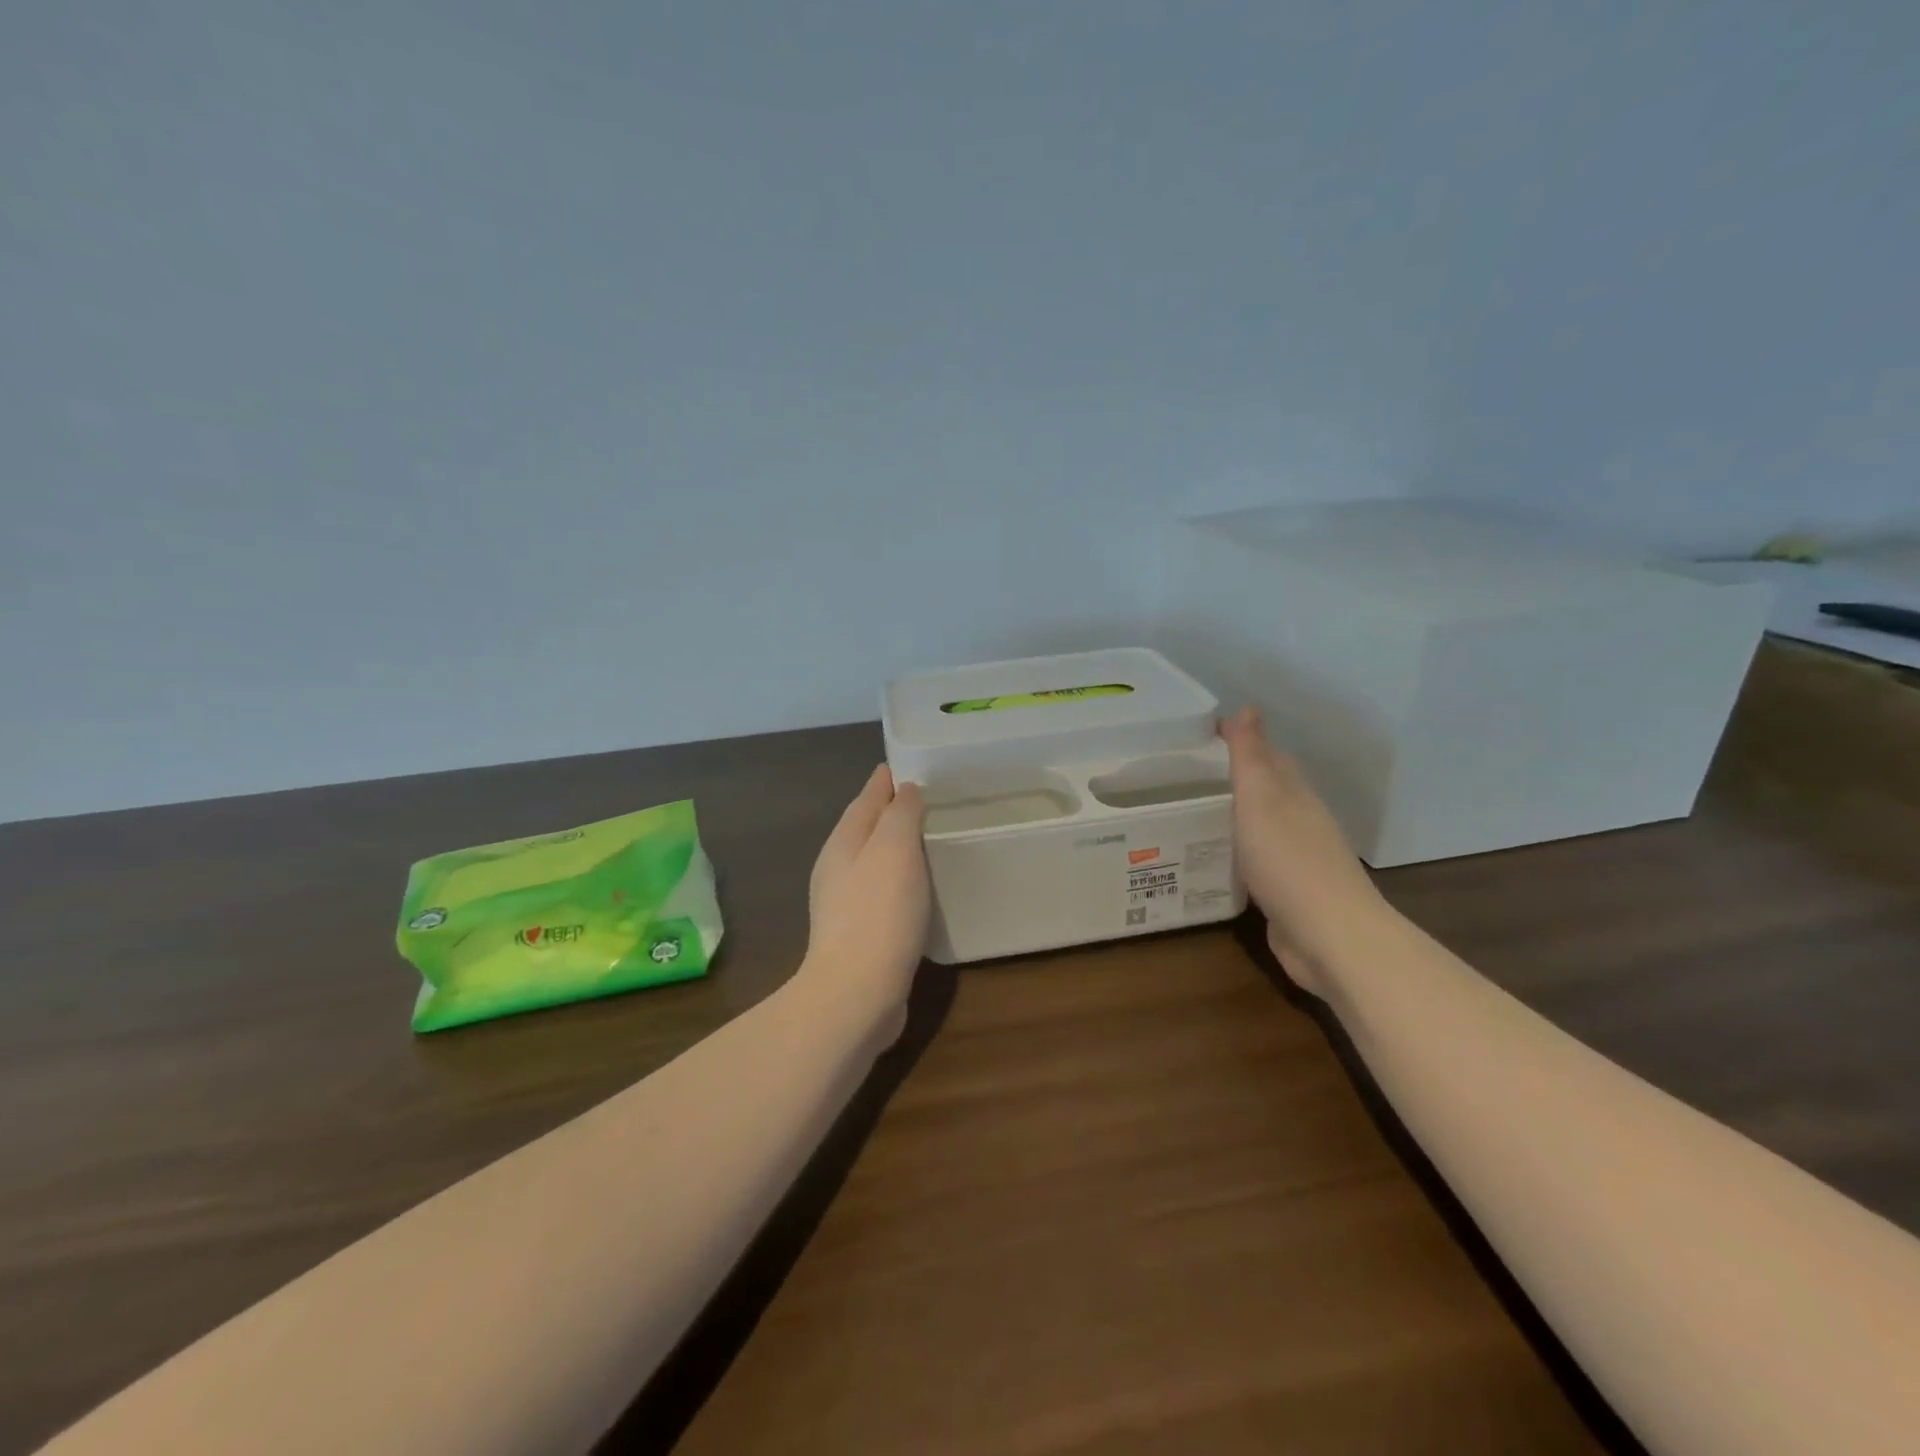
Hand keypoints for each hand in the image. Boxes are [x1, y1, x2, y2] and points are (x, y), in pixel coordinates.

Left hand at [803, 765, 930, 1024]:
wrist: (857, 992)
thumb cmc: (879, 912)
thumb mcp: (894, 849)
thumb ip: (899, 814)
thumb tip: (904, 790)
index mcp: (843, 841)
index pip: (867, 797)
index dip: (887, 779)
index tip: (912, 764)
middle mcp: (838, 866)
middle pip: (866, 826)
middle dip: (891, 810)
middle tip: (928, 799)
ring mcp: (844, 902)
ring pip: (873, 859)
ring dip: (896, 846)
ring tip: (927, 838)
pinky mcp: (859, 932)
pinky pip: (882, 889)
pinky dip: (899, 877)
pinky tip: (917, 886)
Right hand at [1220, 706, 1385, 992]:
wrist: (1329, 937)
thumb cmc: (1289, 861)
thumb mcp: (1262, 800)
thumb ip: (1251, 757)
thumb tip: (1246, 707)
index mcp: (1295, 795)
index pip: (1269, 757)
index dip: (1240, 742)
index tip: (1201, 735)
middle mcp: (1300, 822)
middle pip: (1268, 790)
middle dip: (1236, 778)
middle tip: (1189, 773)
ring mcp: (1296, 859)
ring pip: (1262, 826)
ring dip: (1235, 815)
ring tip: (1193, 811)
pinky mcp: (1287, 893)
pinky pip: (1256, 861)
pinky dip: (1236, 852)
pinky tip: (1215, 859)